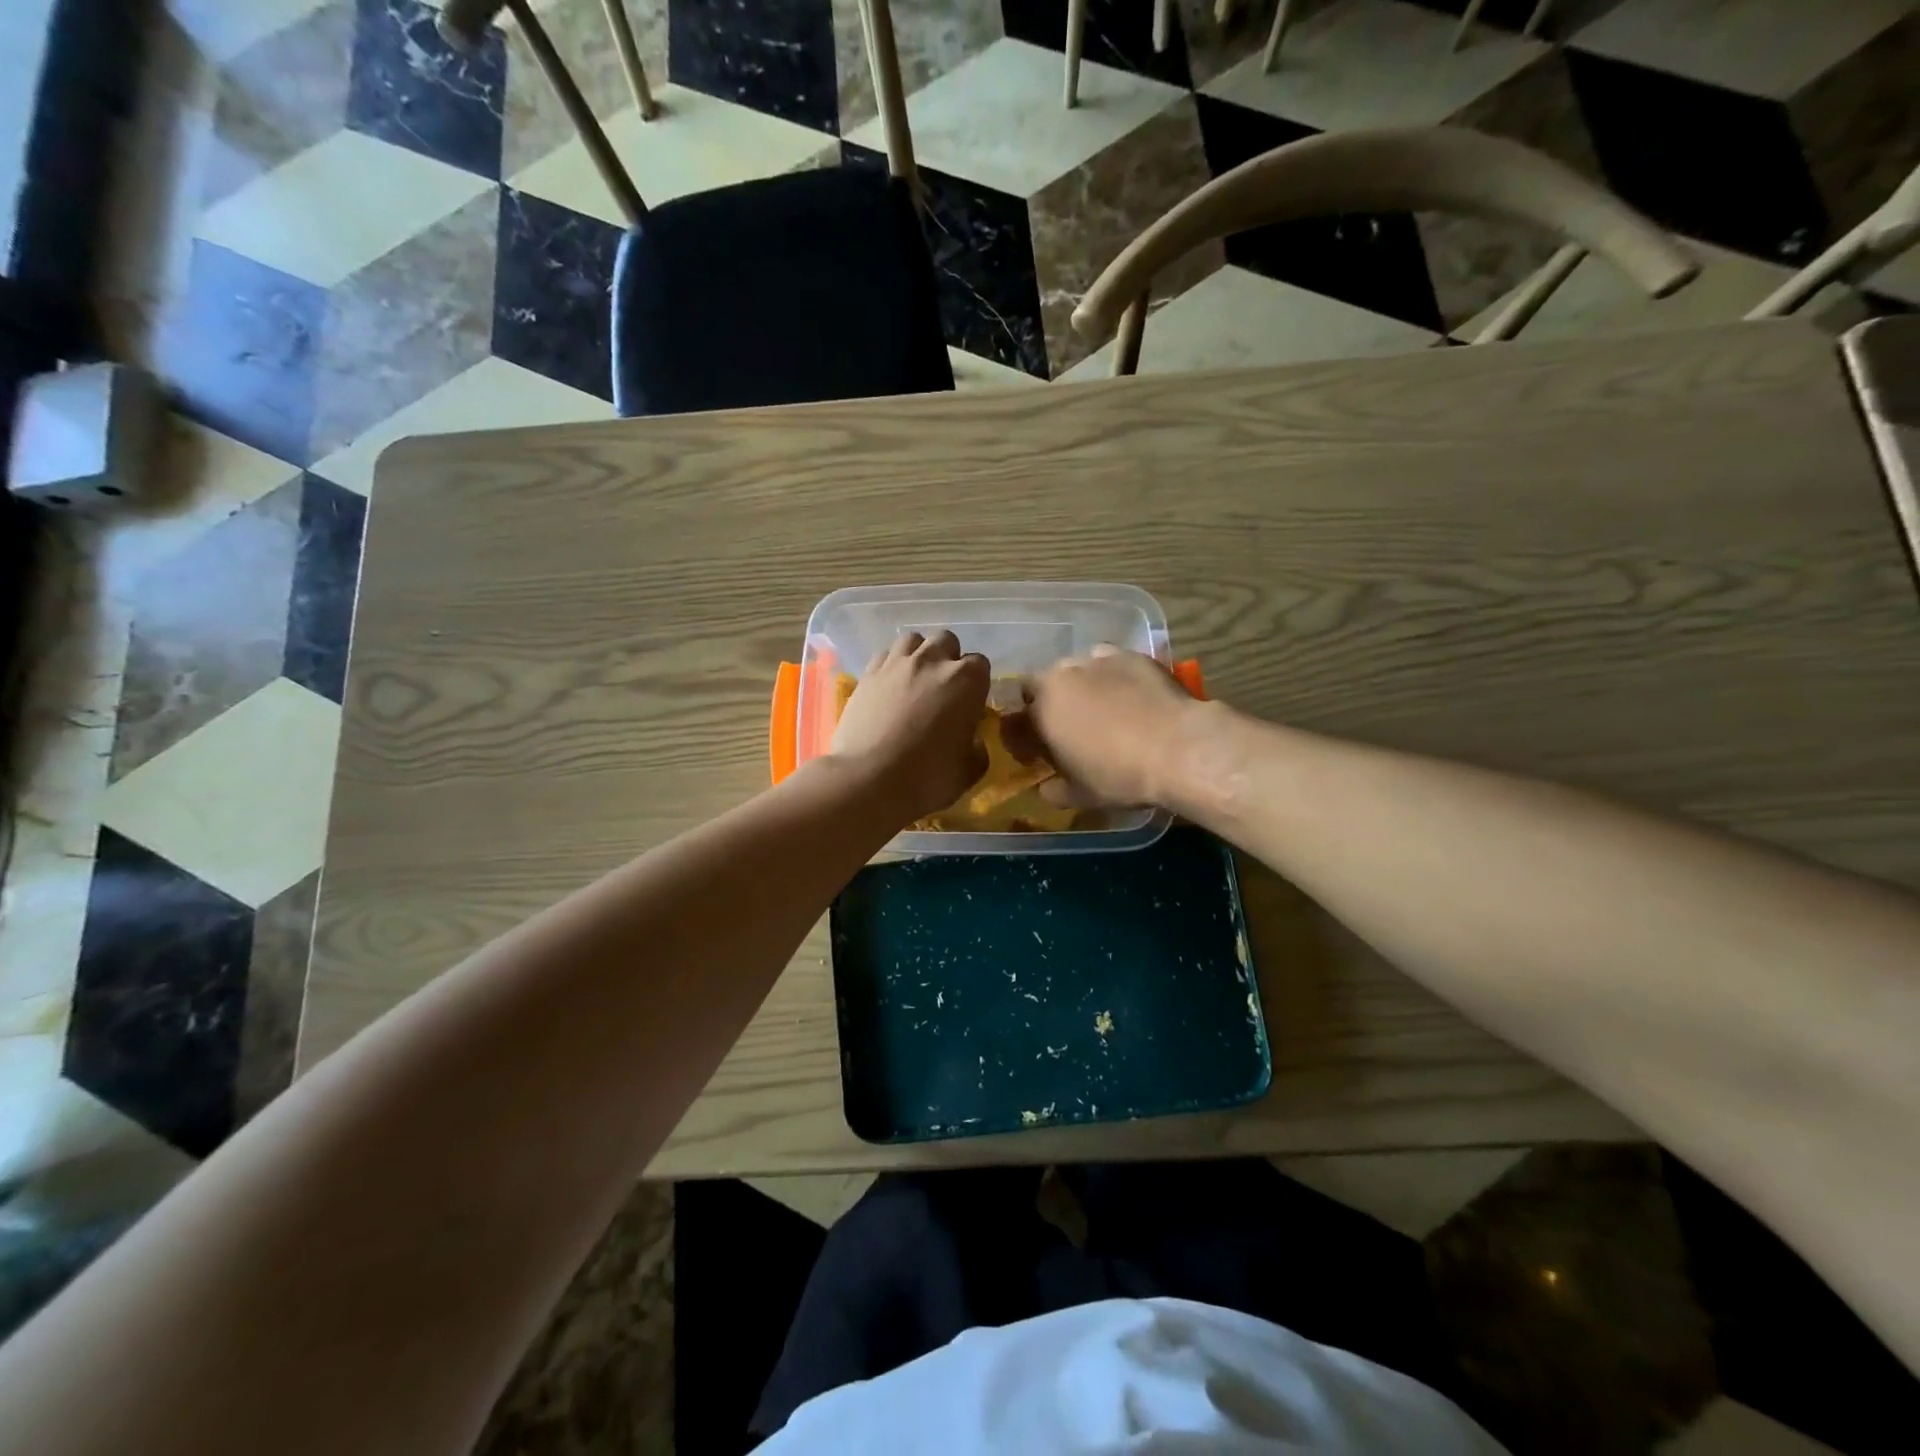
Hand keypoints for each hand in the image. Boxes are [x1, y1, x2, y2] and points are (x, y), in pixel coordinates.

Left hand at [832, 631, 989, 821]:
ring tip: (915, 680)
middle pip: (946, 641)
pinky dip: (891, 666)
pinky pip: (885, 656)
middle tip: (943, 689)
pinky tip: (889, 687)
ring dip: (919, 655)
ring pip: (913, 640)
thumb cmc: (927, 777)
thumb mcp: (968, 771)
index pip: (980, 665)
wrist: (868, 780)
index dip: (976, 684)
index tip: (969, 704)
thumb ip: (977, 749)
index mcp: (967, 680)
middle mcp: (933, 660)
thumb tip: (972, 742)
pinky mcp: (867, 673)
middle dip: (948, 659)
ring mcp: (896, 663)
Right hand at [1005, 646, 1199, 808]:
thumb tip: (1046, 788)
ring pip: (1075, 669)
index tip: (1035, 754)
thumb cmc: (1120, 775)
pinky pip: (1109, 663)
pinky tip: (1128, 695)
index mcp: (1040, 709)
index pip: (1015, 718)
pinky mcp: (1130, 654)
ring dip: (1078, 687)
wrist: (1179, 748)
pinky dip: (1110, 677)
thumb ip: (1054, 789)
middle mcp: (1062, 675)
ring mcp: (1097, 660)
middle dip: (1048, 705)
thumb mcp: (1081, 795)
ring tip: (1100, 709)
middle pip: (1041, 686)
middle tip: (1067, 729)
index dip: (1022, 737)